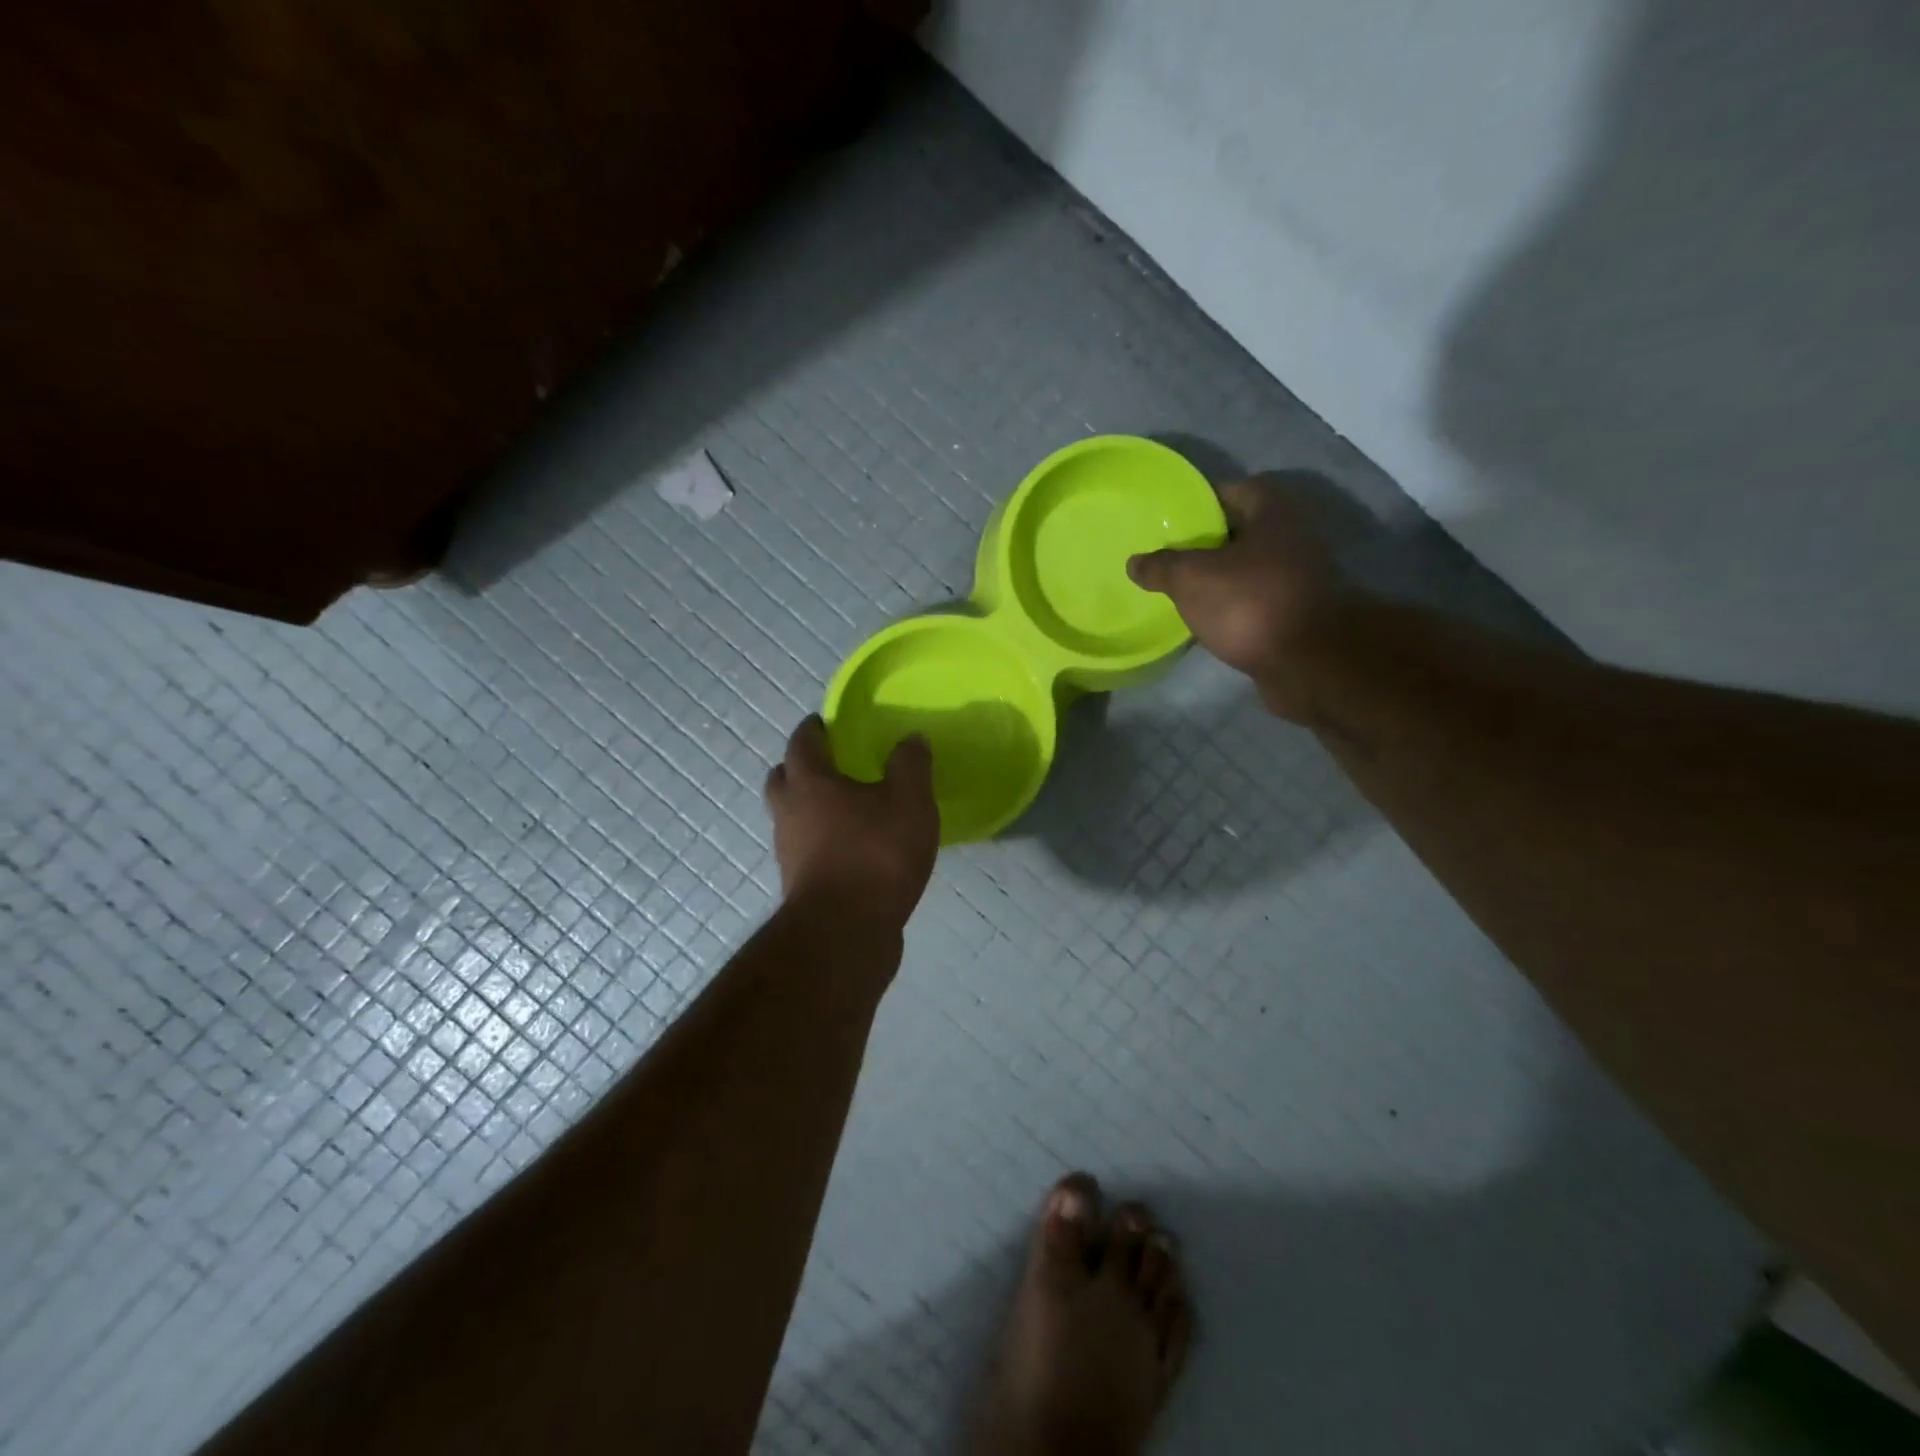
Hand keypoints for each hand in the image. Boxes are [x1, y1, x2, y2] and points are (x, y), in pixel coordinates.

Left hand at [764, 715, 938, 931]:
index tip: (826, 723)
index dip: (814, 729)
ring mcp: (789, 851)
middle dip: (800, 767)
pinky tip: (850, 848)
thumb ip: (911, 765)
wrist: (846, 932)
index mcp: (811, 782)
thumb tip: (911, 738)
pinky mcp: (800, 884)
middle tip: (828, 763)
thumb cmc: (876, 855)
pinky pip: (805, 848)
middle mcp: (790, 812)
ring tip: (844, 808)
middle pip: (783, 779)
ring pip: (790, 816)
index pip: (803, 742)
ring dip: (808, 806)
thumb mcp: (910, 802)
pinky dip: (820, 840)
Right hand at [1128, 478, 1345, 719]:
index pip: (1237, 490)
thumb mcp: (1192, 579)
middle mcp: (1294, 538)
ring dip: (1222, 577)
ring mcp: (1300, 579)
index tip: (1173, 516)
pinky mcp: (1297, 615)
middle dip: (1209, 542)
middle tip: (1170, 553)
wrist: (1310, 662)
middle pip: (1244, 531)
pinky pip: (1257, 601)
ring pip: (1250, 569)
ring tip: (1183, 587)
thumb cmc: (1251, 603)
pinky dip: (1235, 606)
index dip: (1204, 500)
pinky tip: (1208, 619)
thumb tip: (1135, 562)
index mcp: (1274, 513)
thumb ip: (1162, 567)